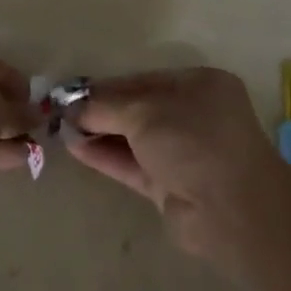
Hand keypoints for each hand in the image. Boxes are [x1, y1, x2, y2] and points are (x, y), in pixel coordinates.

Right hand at [67, 67, 290, 271]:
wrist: (231, 210)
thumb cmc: (194, 142)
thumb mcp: (145, 112)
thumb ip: (106, 106)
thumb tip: (72, 107)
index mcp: (200, 86)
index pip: (144, 79)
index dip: (108, 85)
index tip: (73, 91)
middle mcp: (194, 116)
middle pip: (138, 108)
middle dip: (101, 110)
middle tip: (61, 111)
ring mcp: (183, 153)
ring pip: (134, 138)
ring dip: (100, 133)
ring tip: (60, 129)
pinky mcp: (171, 185)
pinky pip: (132, 164)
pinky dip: (106, 156)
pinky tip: (75, 148)